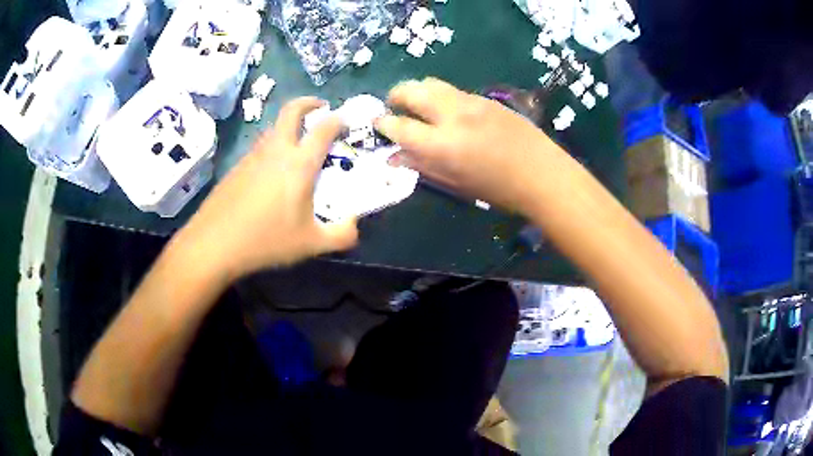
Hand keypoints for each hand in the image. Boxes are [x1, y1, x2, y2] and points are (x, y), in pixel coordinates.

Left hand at [173, 97, 358, 281]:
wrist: (214, 244)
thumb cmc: (266, 240)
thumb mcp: (311, 244)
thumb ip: (341, 235)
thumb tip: (354, 225)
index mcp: (299, 163)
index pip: (323, 128)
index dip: (338, 120)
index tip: (345, 122)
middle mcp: (276, 150)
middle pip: (292, 110)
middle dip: (309, 102)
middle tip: (320, 107)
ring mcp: (252, 156)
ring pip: (273, 128)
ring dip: (289, 126)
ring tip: (298, 144)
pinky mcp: (236, 167)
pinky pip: (259, 147)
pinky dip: (272, 147)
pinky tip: (271, 174)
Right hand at [375, 78, 560, 213]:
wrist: (543, 174)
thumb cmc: (499, 190)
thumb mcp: (456, 184)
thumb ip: (422, 166)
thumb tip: (395, 157)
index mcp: (442, 144)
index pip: (399, 126)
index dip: (383, 124)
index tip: (378, 124)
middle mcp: (452, 115)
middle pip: (411, 90)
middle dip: (395, 96)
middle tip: (394, 108)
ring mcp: (471, 102)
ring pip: (432, 83)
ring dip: (417, 92)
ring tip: (419, 107)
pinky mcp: (486, 99)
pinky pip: (453, 90)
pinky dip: (440, 97)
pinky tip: (448, 112)